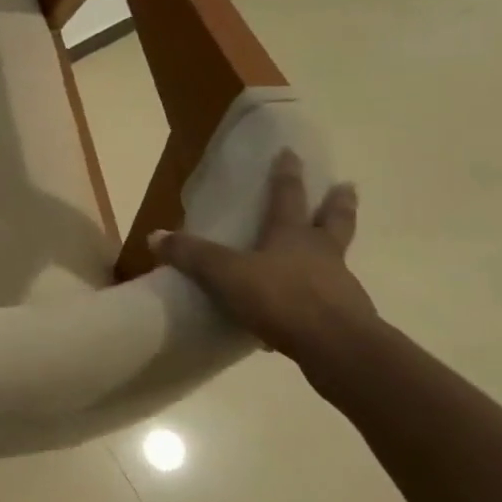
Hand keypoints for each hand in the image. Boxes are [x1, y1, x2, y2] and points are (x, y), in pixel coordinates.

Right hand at [152, 149, 379, 368]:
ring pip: (338, 259)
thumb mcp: (225, 274)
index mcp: (292, 235)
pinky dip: (319, 298)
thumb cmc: (281, 298)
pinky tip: (302, 313)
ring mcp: (339, 285)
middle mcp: (321, 253)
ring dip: (335, 249)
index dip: (286, 174)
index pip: (287, 196)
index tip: (292, 152)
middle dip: (337, 203)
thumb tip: (154, 235)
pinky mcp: (346, 318)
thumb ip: (192, 255)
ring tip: (329, 251)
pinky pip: (329, 300)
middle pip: (333, 220)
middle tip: (347, 186)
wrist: (337, 348)